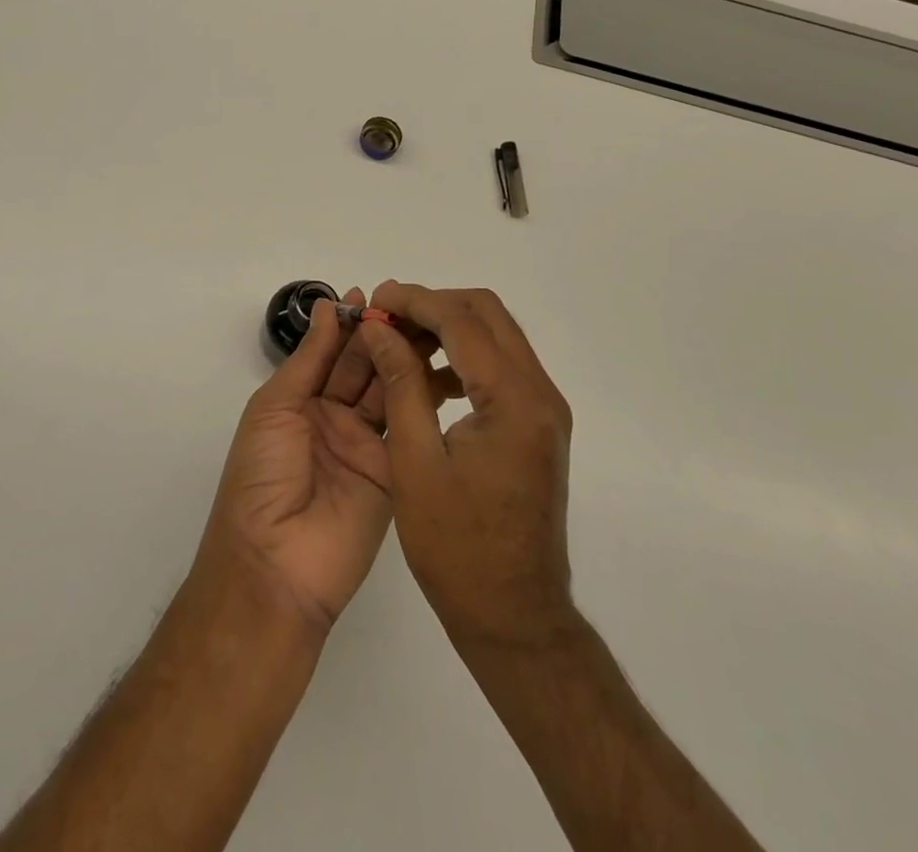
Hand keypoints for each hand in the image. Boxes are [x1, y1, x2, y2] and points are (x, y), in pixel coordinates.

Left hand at [195, 290, 395, 631]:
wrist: (276, 563)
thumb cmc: (261, 475)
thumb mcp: (275, 407)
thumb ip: (308, 359)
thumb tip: (327, 308)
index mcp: (299, 401)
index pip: (330, 353)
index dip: (349, 324)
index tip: (373, 294)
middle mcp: (334, 417)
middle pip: (362, 367)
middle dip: (382, 335)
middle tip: (410, 304)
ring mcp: (366, 444)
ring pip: (388, 390)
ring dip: (403, 358)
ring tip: (428, 325)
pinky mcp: (394, 470)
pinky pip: (407, 426)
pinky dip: (420, 396)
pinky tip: (437, 366)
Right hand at [361, 283, 579, 650]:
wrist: (515, 617)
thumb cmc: (457, 548)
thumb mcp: (415, 461)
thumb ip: (401, 383)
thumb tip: (379, 329)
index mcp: (514, 402)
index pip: (462, 321)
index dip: (414, 301)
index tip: (373, 300)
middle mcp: (540, 394)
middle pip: (487, 314)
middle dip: (433, 305)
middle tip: (385, 316)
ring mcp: (544, 410)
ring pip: (495, 336)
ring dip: (448, 327)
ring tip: (398, 341)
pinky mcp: (538, 425)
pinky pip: (500, 367)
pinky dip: (463, 357)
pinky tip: (426, 380)